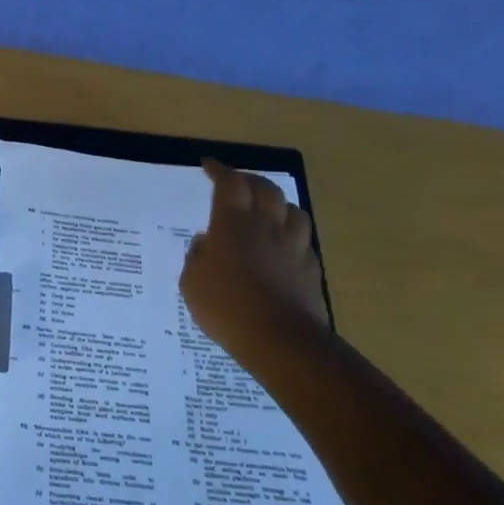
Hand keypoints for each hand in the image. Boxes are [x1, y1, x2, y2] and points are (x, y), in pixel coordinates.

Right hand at [180, 158, 329, 361]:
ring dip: (278, 204)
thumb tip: (205, 242)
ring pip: (292, 210)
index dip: (219, 170)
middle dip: (249, 180)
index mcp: (233, 224)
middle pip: (265, 188)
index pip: (229, 183)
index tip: (209, 165)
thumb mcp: (192, 283)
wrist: (279, 339)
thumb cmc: (226, 306)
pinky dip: (291, 235)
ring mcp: (294, 246)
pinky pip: (303, 240)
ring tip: (267, 210)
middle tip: (237, 183)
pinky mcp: (311, 269)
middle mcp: (267, 226)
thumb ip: (197, 257)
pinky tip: (284, 247)